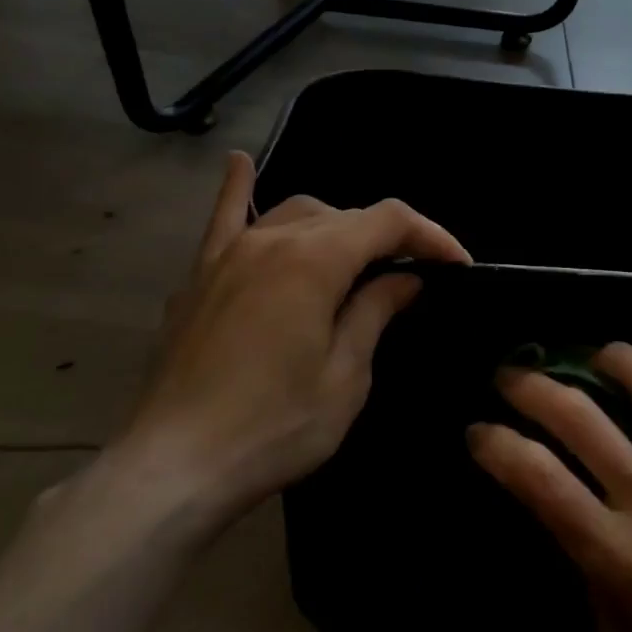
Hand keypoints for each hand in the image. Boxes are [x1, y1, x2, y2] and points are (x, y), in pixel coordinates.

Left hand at [112, 151, 468, 535]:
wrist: (173, 468)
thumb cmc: (273, 427)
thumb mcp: (345, 376)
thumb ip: (375, 311)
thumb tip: (405, 277)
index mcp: (315, 259)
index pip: (388, 221)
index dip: (431, 236)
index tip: (458, 266)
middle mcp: (272, 239)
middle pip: (345, 216)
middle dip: (388, 239)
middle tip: (413, 278)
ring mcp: (229, 253)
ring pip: (296, 213)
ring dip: (335, 227)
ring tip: (354, 261)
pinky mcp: (200, 276)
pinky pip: (223, 218)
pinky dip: (237, 189)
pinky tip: (240, 163)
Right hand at [467, 345, 631, 631]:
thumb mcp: (611, 625)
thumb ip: (582, 552)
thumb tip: (558, 496)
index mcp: (617, 554)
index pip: (538, 477)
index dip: (497, 444)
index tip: (478, 431)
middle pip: (580, 415)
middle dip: (530, 385)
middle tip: (511, 375)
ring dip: (612, 356)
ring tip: (593, 357)